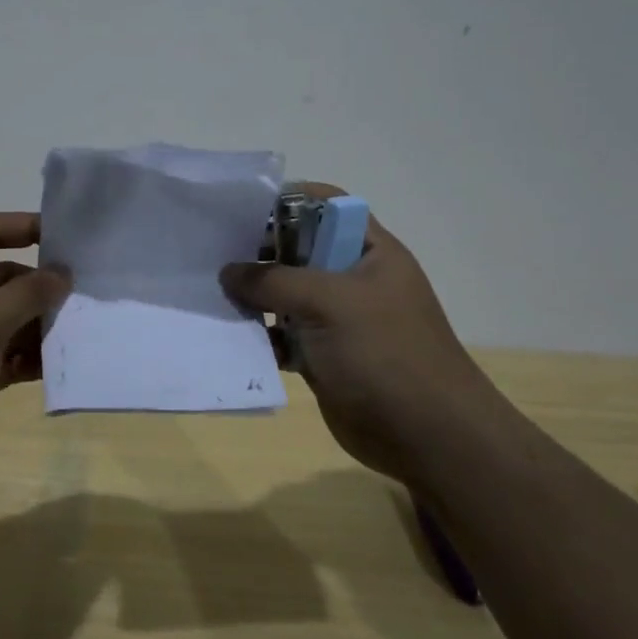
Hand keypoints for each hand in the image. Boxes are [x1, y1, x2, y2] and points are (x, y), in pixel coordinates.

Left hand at [0, 212, 69, 494]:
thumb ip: (24, 296)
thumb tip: (62, 273)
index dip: (24, 228)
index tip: (68, 235)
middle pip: (0, 279)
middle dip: (39, 287)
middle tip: (87, 293)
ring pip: (5, 320)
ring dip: (38, 325)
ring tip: (83, 329)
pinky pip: (4, 356)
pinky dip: (28, 358)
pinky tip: (62, 363)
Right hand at [219, 184, 495, 476]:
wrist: (427, 438)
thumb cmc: (385, 354)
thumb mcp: (329, 303)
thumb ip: (274, 280)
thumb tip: (228, 272)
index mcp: (368, 251)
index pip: (324, 205)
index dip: (284, 200)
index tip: (237, 209)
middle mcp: (352, 278)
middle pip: (297, 249)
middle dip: (256, 249)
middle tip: (211, 252)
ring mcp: (337, 319)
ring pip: (285, 294)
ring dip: (252, 295)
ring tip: (210, 292)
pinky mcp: (322, 354)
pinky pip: (282, 333)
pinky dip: (259, 333)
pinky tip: (229, 334)